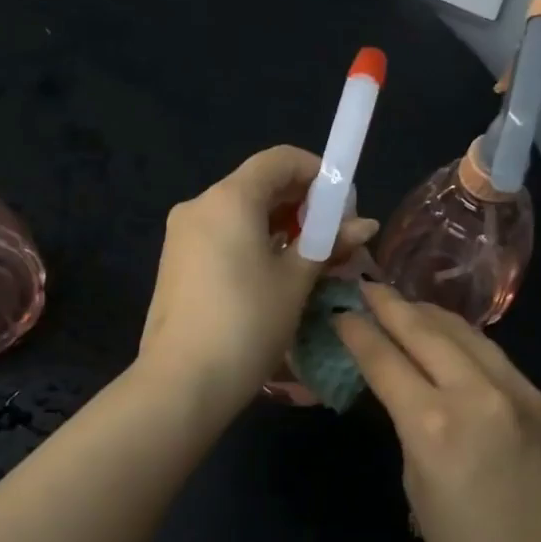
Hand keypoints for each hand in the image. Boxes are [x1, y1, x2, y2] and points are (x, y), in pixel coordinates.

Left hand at [139, 146, 377, 415]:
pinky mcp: (175, 263)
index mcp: (229, 198)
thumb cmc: (247, 323)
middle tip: (334, 239)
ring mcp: (182, 235)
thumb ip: (328, 244)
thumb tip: (364, 225)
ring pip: (240, 213)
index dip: (319, 173)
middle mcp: (199, 205)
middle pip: (259, 185)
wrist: (182, 382)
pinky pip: (222, 237)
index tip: (344, 206)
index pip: (280, 159)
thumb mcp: (295, 282)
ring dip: (280, 227)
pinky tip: (274, 276)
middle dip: (302, 205)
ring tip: (310, 261)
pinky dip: (253, 244)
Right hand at [336, 283, 540, 541]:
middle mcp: (478, 393)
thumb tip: (407, 398)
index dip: (357, 332)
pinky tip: (453, 341)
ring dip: (430, 314)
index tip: (339, 312)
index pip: (385, 360)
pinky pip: (495, 357)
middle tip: (367, 287)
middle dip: (392, 305)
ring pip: (467, 333)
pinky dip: (465, 340)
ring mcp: (519, 391)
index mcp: (435, 425)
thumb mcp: (419, 492)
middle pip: (426, 331)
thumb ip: (410, 432)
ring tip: (406, 304)